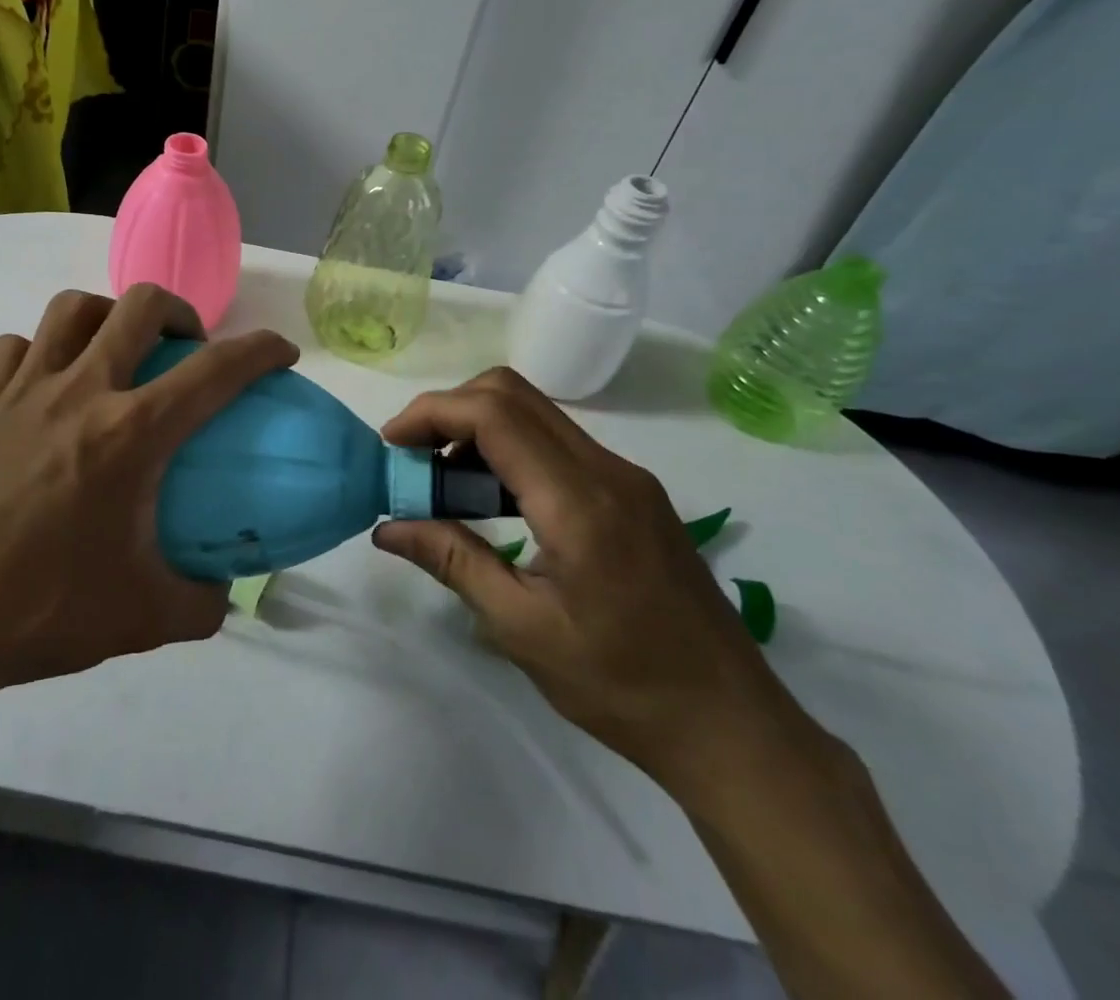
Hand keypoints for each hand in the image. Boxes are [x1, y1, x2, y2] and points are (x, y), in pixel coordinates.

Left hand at [0, 285, 298, 718]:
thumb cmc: (40, 610)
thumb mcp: (142, 618)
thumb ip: (200, 603)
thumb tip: (223, 593)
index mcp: (130, 433)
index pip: (215, 371)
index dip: (260, 351)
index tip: (282, 352)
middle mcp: (82, 391)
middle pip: (140, 306)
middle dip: (182, 312)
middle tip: (190, 348)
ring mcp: (25, 391)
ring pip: (73, 308)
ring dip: (109, 315)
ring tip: (121, 351)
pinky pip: (15, 348)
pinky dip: (42, 350)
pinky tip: (49, 383)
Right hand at [372, 368, 802, 797]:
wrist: (731, 726)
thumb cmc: (621, 685)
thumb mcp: (521, 628)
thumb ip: (452, 560)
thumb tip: (388, 526)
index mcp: (579, 501)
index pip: (494, 414)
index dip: (431, 413)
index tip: (391, 445)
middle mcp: (606, 469)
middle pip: (513, 393)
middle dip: (450, 410)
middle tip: (413, 458)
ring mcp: (626, 476)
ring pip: (535, 413)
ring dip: (478, 429)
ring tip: (443, 483)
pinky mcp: (633, 491)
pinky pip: (557, 443)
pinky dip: (509, 450)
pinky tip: (492, 499)